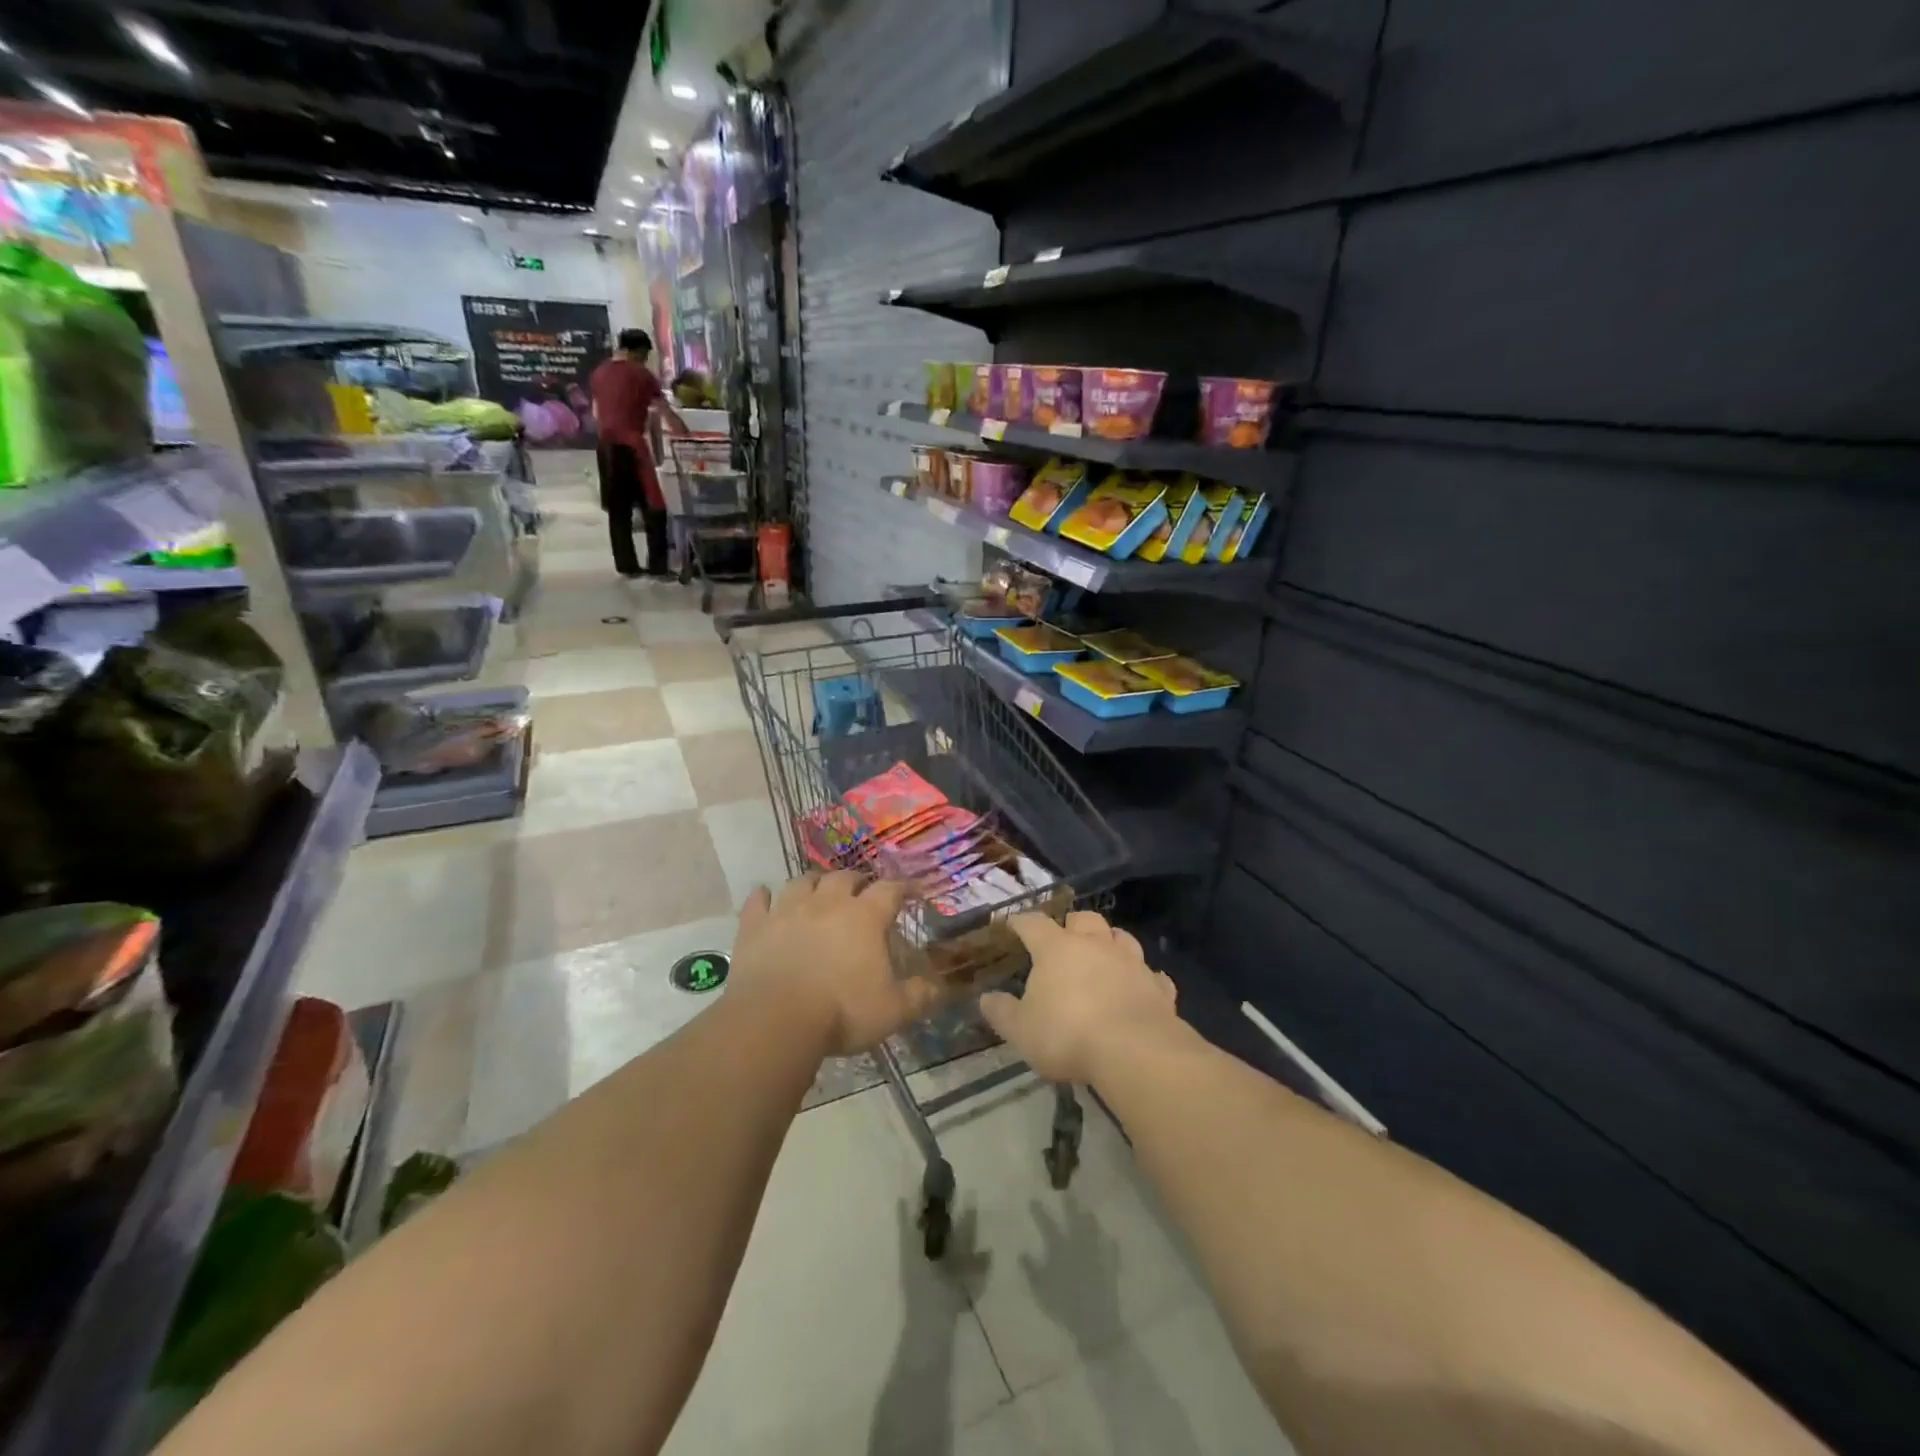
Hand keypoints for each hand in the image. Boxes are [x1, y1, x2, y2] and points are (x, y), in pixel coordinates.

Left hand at [733, 872, 941, 1055]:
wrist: (775, 1020)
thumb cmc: (841, 1012)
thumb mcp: (892, 1011)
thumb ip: (919, 996)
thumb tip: (939, 987)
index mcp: (865, 917)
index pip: (889, 890)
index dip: (902, 888)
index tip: (911, 891)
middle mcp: (827, 903)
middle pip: (845, 877)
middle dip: (857, 880)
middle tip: (862, 890)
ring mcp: (787, 910)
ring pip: (803, 881)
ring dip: (814, 882)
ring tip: (818, 890)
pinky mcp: (755, 926)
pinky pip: (758, 900)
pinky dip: (763, 896)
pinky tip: (765, 896)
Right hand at [978, 911, 1179, 1085]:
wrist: (1134, 1051)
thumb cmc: (1067, 1034)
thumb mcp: (1021, 1030)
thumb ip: (1002, 1012)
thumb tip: (987, 998)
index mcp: (1056, 949)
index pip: (1033, 924)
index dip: (1021, 922)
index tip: (1012, 924)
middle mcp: (1095, 945)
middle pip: (1084, 919)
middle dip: (1073, 924)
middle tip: (1065, 937)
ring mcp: (1131, 963)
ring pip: (1122, 938)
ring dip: (1111, 942)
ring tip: (1104, 954)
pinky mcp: (1158, 988)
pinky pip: (1152, 974)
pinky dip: (1144, 977)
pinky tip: (1141, 986)